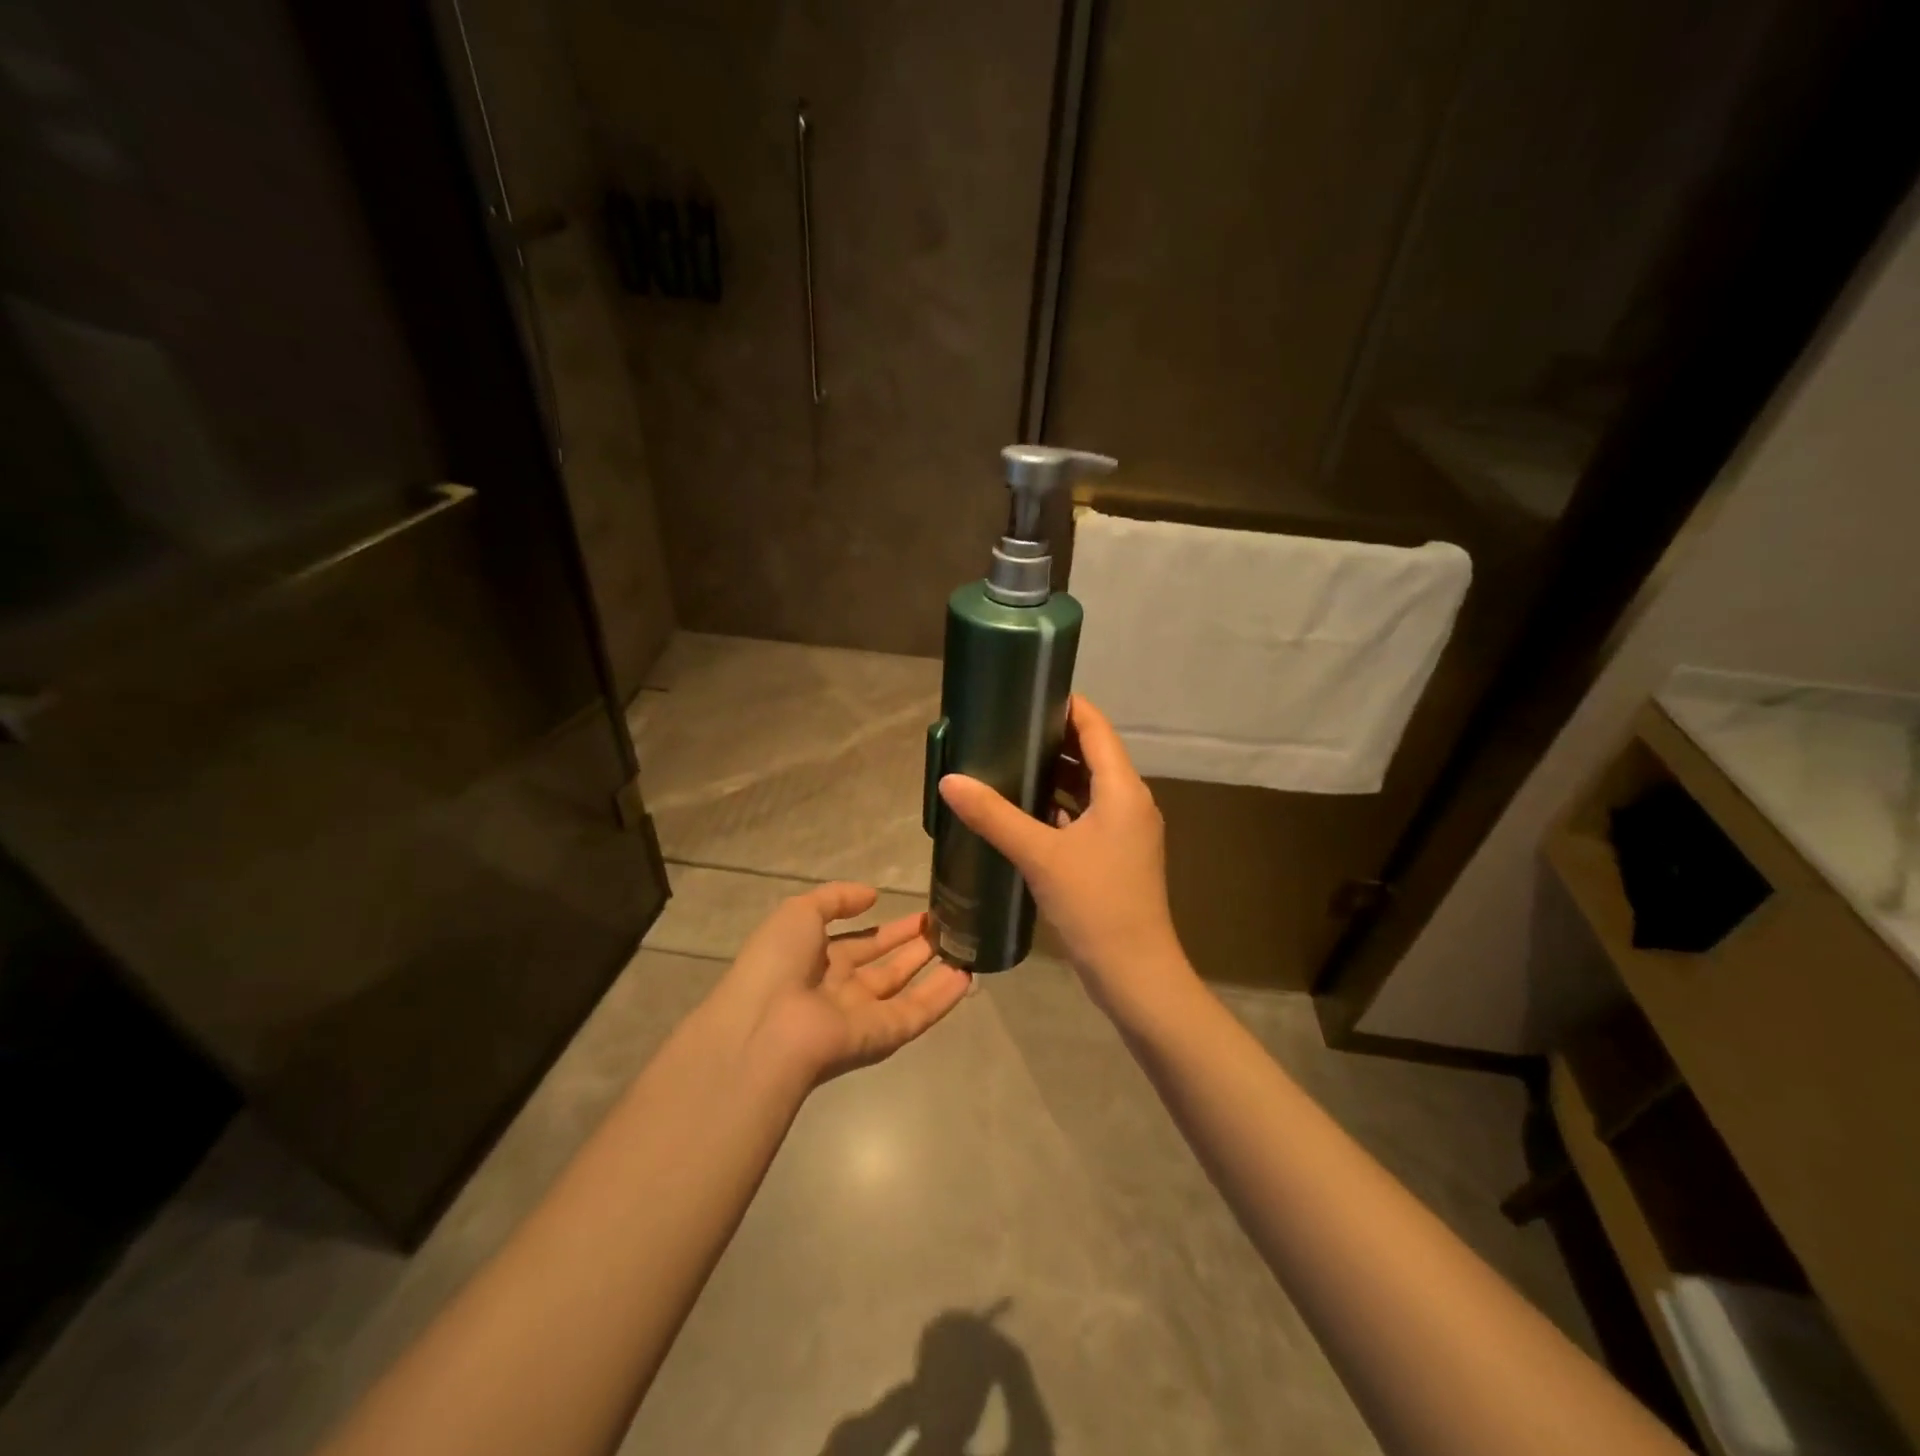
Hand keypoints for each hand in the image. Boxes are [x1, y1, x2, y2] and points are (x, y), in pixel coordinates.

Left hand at [715, 883, 971, 1085]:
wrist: (766, 1028)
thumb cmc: (777, 963)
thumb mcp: (798, 912)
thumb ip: (836, 898)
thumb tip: (871, 895)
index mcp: (816, 960)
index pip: (859, 943)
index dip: (888, 929)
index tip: (919, 913)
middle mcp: (841, 988)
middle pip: (885, 967)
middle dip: (913, 945)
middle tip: (946, 925)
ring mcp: (863, 1015)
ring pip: (906, 990)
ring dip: (933, 968)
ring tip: (964, 944)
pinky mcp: (883, 1036)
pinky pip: (918, 1013)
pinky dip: (943, 997)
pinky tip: (967, 975)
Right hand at [938, 695, 1192, 1021]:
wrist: (1135, 972)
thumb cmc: (1095, 904)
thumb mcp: (1040, 855)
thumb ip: (994, 816)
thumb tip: (950, 780)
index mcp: (1122, 789)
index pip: (1096, 727)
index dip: (1066, 705)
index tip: (1027, 691)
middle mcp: (1130, 801)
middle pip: (1092, 753)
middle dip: (1052, 738)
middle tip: (1005, 726)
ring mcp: (1126, 830)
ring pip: (1088, 786)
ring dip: (1054, 773)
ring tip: (1007, 761)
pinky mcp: (1116, 855)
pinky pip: (1086, 814)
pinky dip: (1059, 805)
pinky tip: (1024, 810)